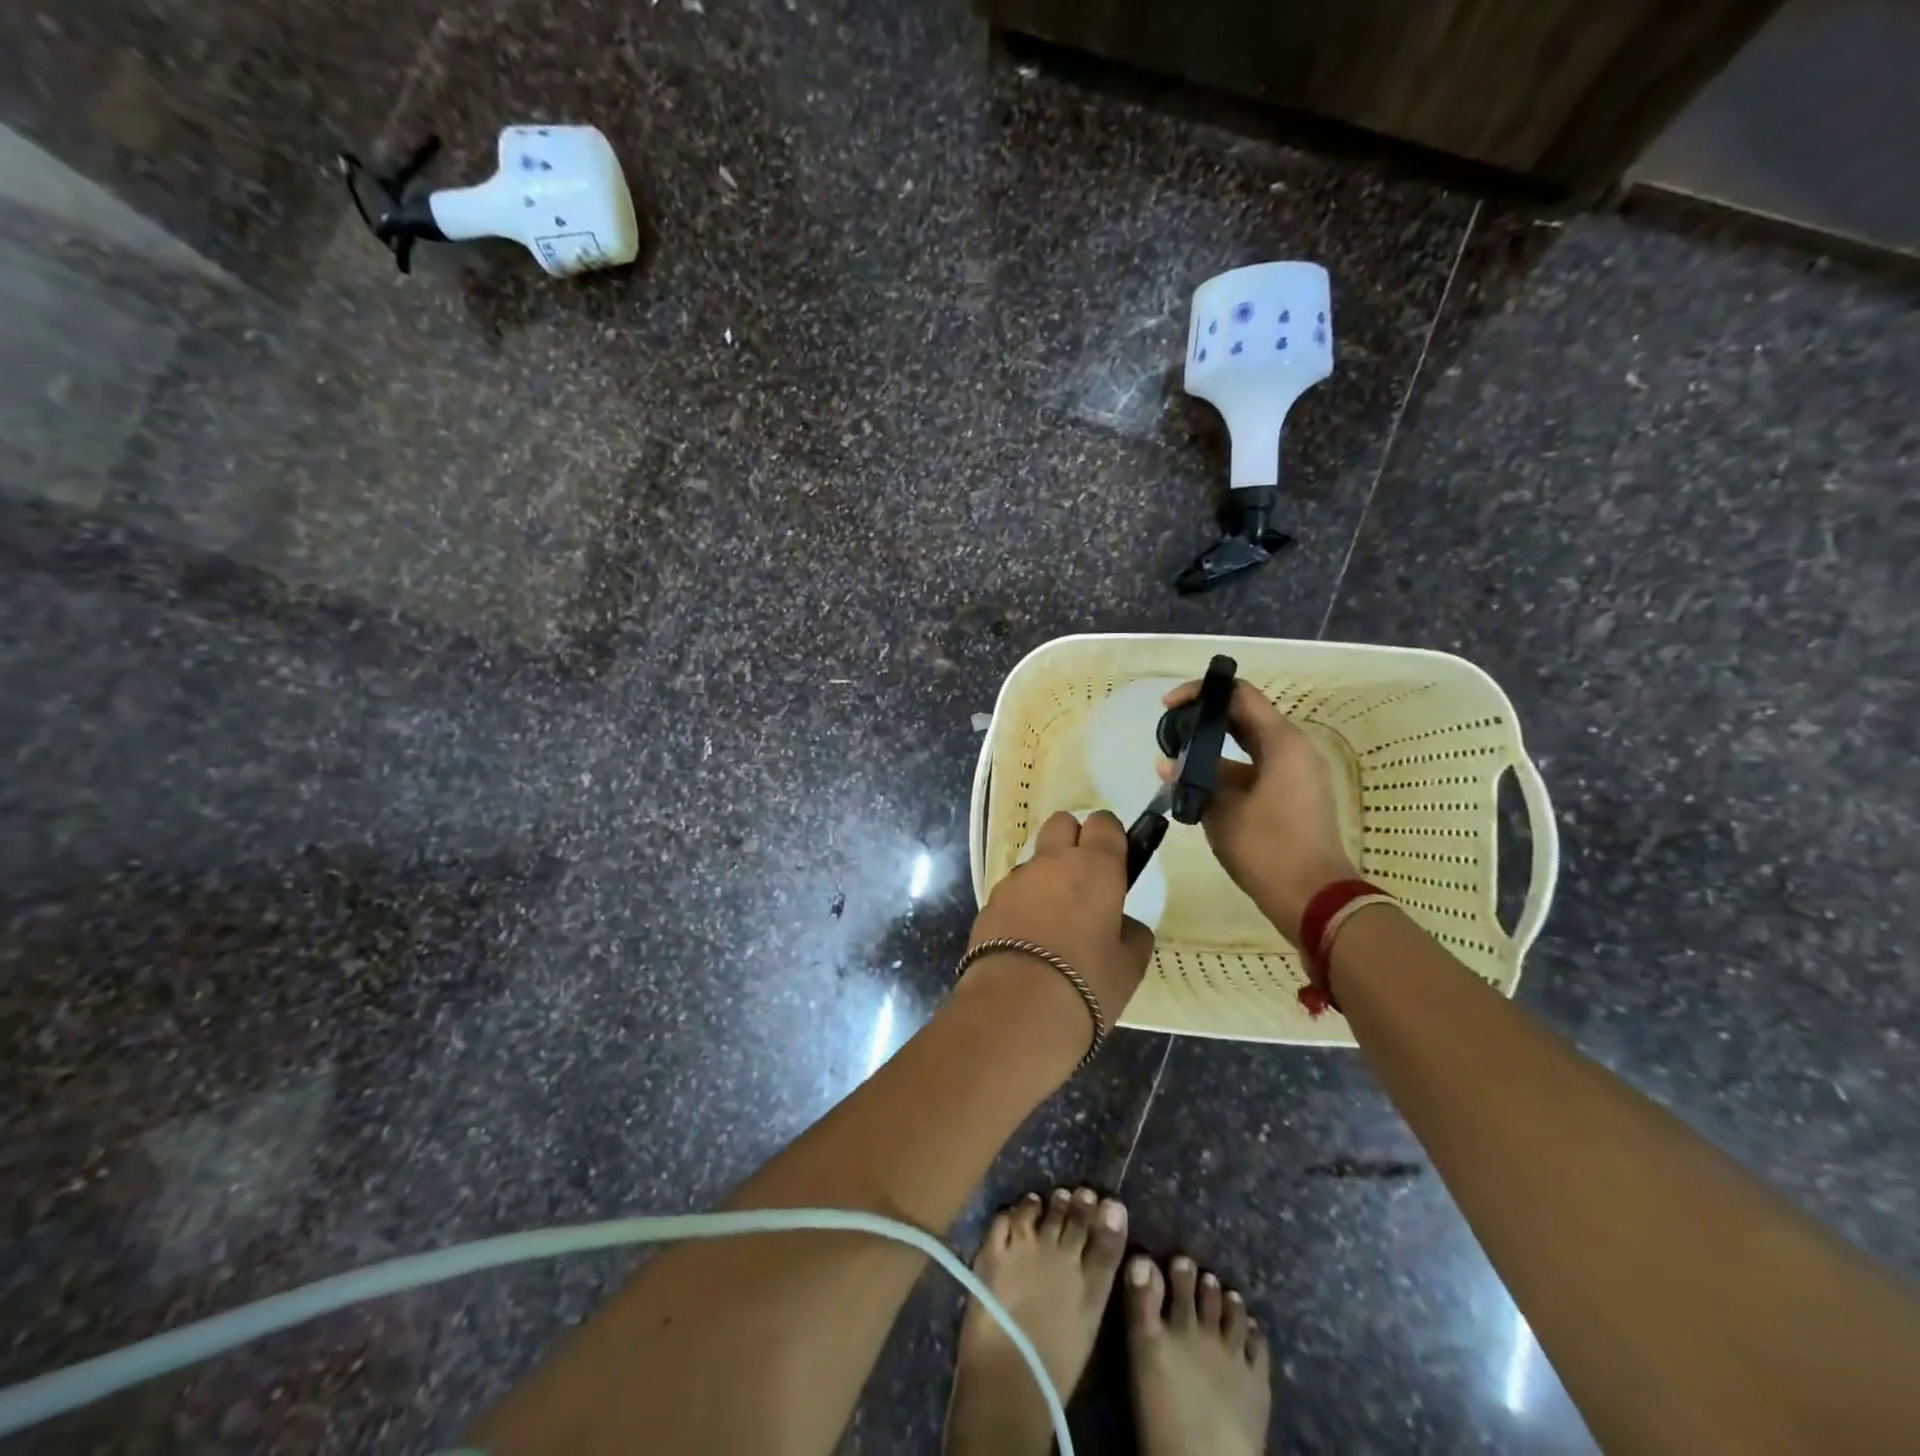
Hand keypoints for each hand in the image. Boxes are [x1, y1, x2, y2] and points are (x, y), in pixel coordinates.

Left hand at [963, 810, 1154, 1051]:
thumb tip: (1120, 924)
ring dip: (1046, 875)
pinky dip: (1023, 903)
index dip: (1110, 837)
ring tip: (1053, 920)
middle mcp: (1053, 861)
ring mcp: (1016, 879)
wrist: (1016, 1008)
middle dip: (1073, 839)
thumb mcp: (1130, 964)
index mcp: (1095, 866)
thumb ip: (1131, 933)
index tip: (1116, 861)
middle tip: (1084, 879)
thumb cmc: (1087, 981)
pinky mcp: (989, 902)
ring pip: (1035, 859)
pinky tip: (1027, 939)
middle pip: (1062, 823)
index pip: (1104, 823)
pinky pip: (1013, 890)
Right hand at [1160, 679, 1356, 945]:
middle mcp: (1293, 749)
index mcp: (1281, 742)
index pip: (1239, 695)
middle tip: (1168, 732)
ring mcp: (1296, 773)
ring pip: (1248, 746)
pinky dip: (1228, 771)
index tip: (1168, 706)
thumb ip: (1192, 779)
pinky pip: (1256, 769)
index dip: (1201, 692)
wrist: (1314, 898)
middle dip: (1204, 721)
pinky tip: (1196, 788)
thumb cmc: (1267, 848)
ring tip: (1175, 763)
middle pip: (1244, 717)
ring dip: (1213, 750)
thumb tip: (1168, 764)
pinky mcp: (1293, 795)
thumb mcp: (1220, 810)